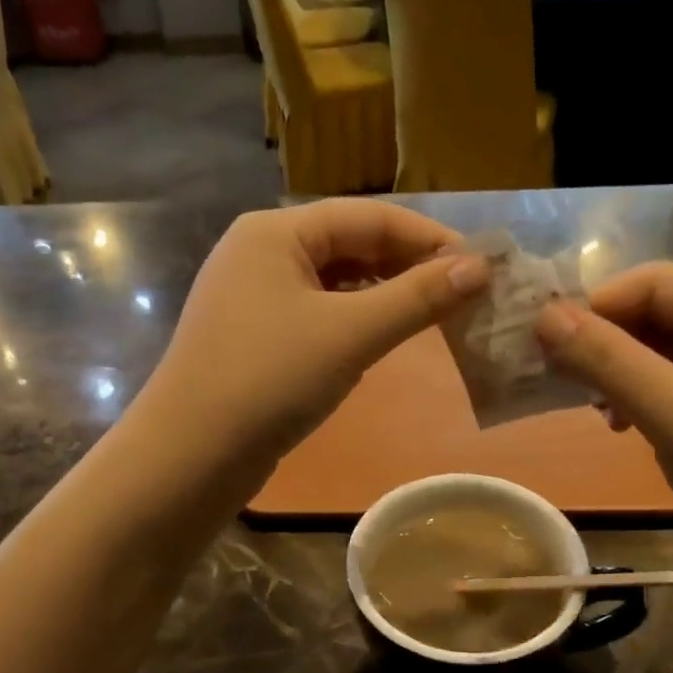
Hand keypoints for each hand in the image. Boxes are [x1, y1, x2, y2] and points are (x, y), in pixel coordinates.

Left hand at [144, 201, 488, 462]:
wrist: (190, 456)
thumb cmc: (270, 380)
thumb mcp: (351, 334)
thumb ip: (417, 298)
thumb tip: (480, 267)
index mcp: (275, 231)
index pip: (369, 216)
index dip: (428, 238)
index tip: (482, 264)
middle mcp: (260, 251)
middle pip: (350, 243)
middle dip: (408, 266)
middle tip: (465, 293)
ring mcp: (252, 294)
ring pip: (335, 280)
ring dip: (385, 293)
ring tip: (434, 313)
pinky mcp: (254, 334)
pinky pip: (317, 311)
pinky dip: (355, 318)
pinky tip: (381, 335)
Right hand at [536, 264, 672, 578]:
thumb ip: (609, 361)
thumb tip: (543, 315)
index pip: (662, 282)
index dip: (600, 303)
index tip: (546, 340)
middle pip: (663, 311)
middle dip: (607, 338)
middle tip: (558, 374)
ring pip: (663, 348)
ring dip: (618, 368)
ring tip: (590, 405)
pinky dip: (638, 395)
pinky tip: (618, 423)